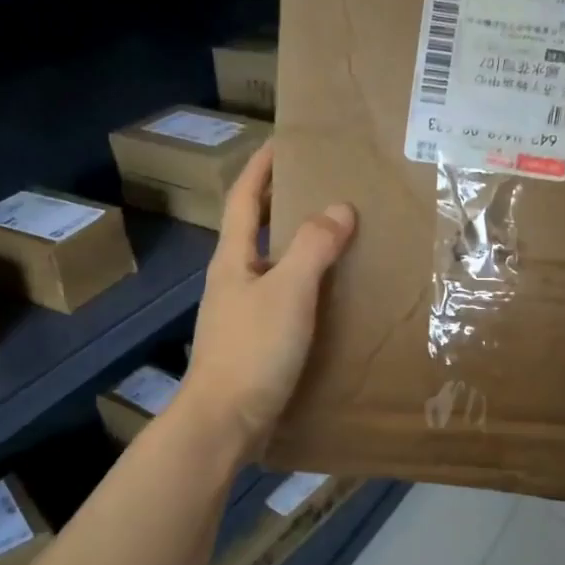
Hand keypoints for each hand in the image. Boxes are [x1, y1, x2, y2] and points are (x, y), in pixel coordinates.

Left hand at [176, 142, 355, 456]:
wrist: (224, 422)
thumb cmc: (252, 351)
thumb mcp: (288, 292)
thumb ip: (314, 248)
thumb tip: (340, 208)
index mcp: (233, 260)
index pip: (243, 199)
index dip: (262, 168)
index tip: (284, 142)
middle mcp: (233, 281)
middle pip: (256, 230)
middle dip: (282, 204)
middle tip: (324, 188)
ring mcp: (242, 314)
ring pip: (273, 267)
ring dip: (299, 248)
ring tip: (339, 238)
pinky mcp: (255, 343)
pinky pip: (284, 300)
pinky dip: (306, 287)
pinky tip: (331, 297)